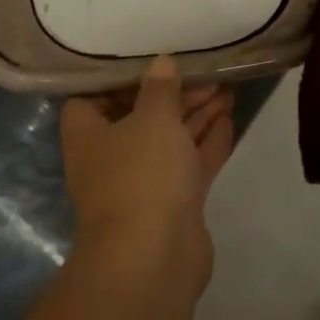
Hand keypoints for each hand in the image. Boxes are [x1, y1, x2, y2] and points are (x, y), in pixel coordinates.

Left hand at [61, 57, 233, 284]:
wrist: (155, 258)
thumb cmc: (141, 174)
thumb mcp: (153, 117)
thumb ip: (160, 88)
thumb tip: (161, 63)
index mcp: (90, 136)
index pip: (92, 99)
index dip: (118, 80)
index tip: (149, 60)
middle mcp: (112, 159)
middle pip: (141, 117)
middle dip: (173, 95)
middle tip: (206, 72)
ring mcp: (144, 185)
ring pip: (171, 141)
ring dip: (196, 115)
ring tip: (226, 87)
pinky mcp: (174, 205)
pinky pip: (191, 164)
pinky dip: (208, 143)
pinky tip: (229, 118)